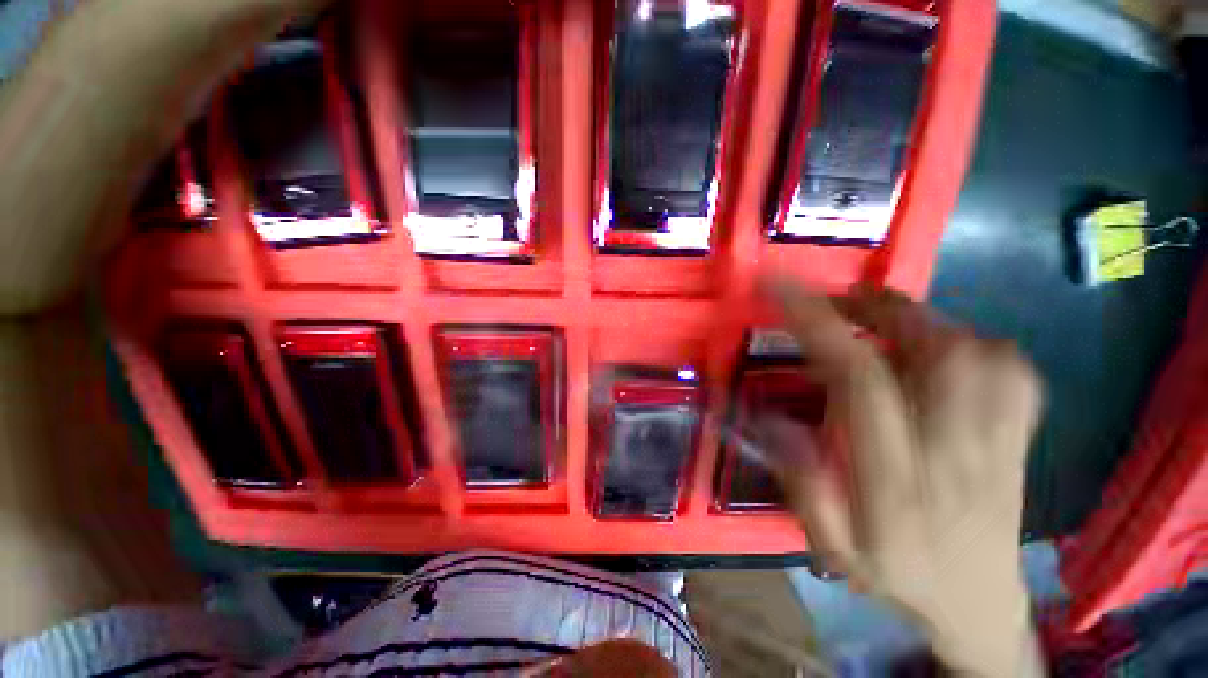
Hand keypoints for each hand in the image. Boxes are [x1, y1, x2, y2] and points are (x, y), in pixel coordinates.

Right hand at [764, 281, 1043, 676]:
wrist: (981, 605)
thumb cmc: (898, 574)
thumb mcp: (833, 546)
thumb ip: (803, 483)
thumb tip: (772, 418)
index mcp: (897, 477)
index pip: (860, 378)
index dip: (820, 324)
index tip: (783, 289)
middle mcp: (956, 448)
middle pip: (933, 349)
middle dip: (876, 308)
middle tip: (834, 302)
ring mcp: (1000, 439)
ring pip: (975, 349)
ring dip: (918, 319)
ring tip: (877, 317)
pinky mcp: (1020, 434)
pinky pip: (1010, 366)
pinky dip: (970, 339)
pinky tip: (940, 346)